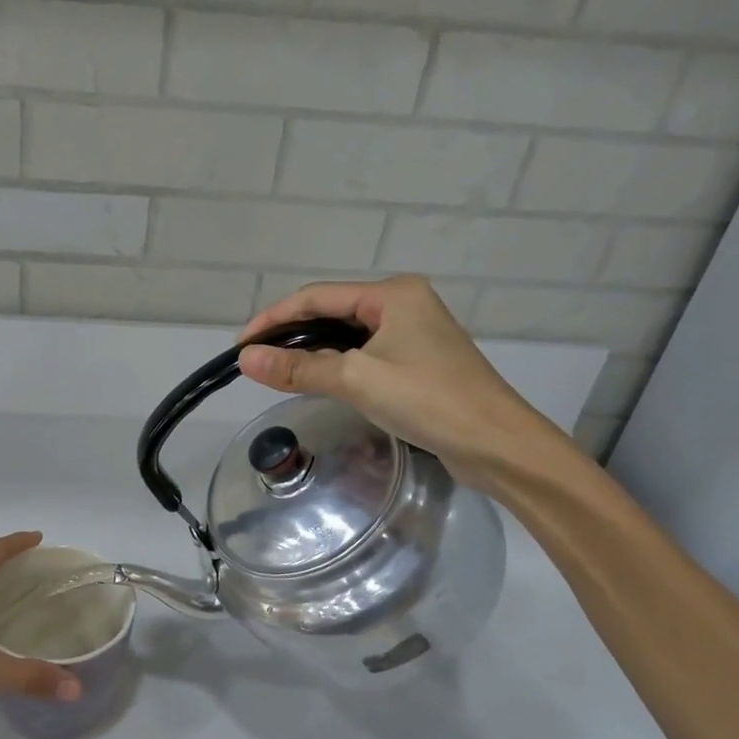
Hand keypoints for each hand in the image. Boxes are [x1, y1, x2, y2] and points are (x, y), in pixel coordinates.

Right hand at [238, 276, 564, 486]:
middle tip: (256, 360)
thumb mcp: (357, 380)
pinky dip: (336, 366)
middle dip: (292, 333)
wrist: (498, 444)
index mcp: (393, 294)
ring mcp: (414, 334)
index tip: (241, 345)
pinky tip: (319, 381)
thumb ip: (299, 368)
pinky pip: (365, 355)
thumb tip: (247, 359)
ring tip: (278, 371)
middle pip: (332, 312)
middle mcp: (404, 304)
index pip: (317, 297)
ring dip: (313, 351)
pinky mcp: (419, 362)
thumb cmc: (429, 400)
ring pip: (347, 336)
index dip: (274, 318)